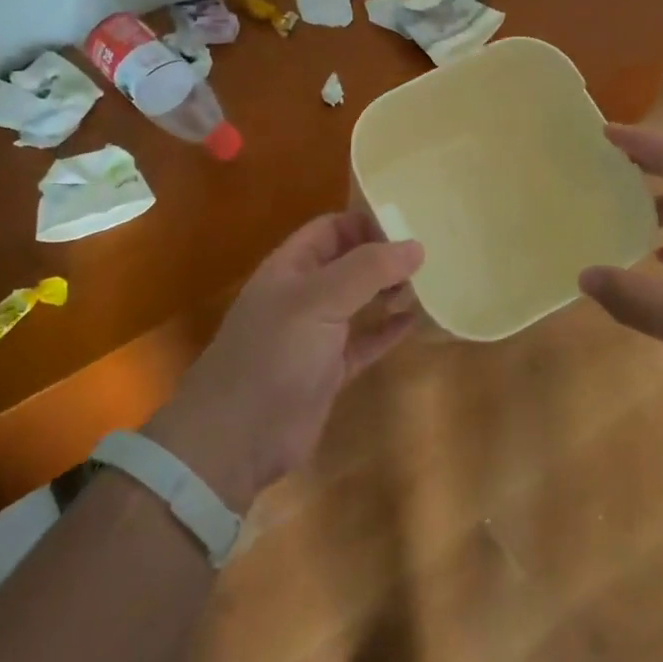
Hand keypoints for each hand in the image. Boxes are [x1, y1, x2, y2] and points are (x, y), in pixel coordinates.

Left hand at [145, 213, 423, 511]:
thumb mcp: (319, 300)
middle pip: (350, 262)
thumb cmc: (274, 353)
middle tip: (425, 263)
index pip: (333, 228)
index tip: (410, 230)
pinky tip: (414, 322)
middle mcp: (304, 293)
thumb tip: (415, 245)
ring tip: (422, 290)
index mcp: (292, 266)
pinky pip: (365, 341)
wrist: (237, 438)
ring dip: (389, 292)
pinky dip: (388, 331)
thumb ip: (367, 270)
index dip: (368, 223)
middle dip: (384, 258)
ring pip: (359, 300)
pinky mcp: (329, 370)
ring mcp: (316, 333)